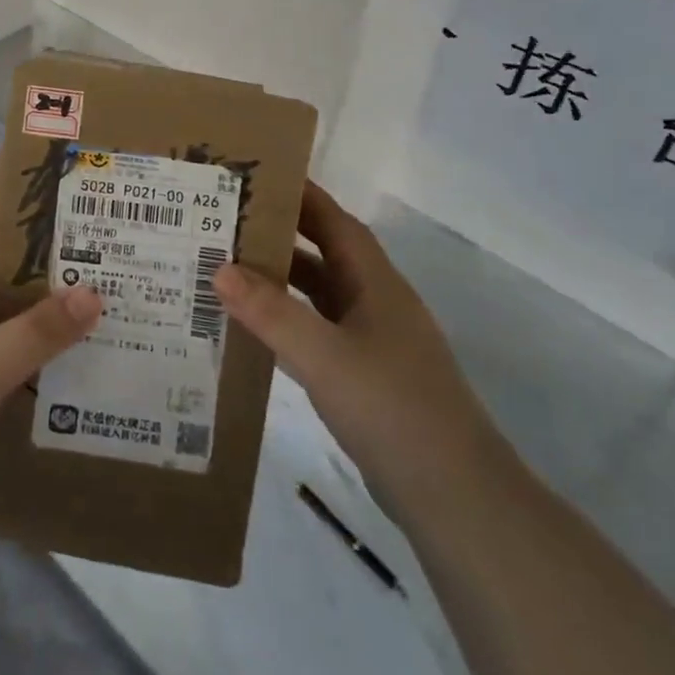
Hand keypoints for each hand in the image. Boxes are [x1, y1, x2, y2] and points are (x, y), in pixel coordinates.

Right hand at [214, 182, 501, 513]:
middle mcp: (375, 304)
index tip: (257, 177)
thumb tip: (220, 269)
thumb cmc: (393, 409)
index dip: (301, 196)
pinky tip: (255, 329)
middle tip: (227, 221)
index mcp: (375, 284)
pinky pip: (318, 331)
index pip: (335, 222)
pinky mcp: (366, 377)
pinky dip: (287, 321)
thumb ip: (271, 313)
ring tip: (228, 268)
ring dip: (281, 280)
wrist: (455, 496)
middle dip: (281, 234)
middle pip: (324, 254)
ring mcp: (373, 342)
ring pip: (320, 295)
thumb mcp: (325, 356)